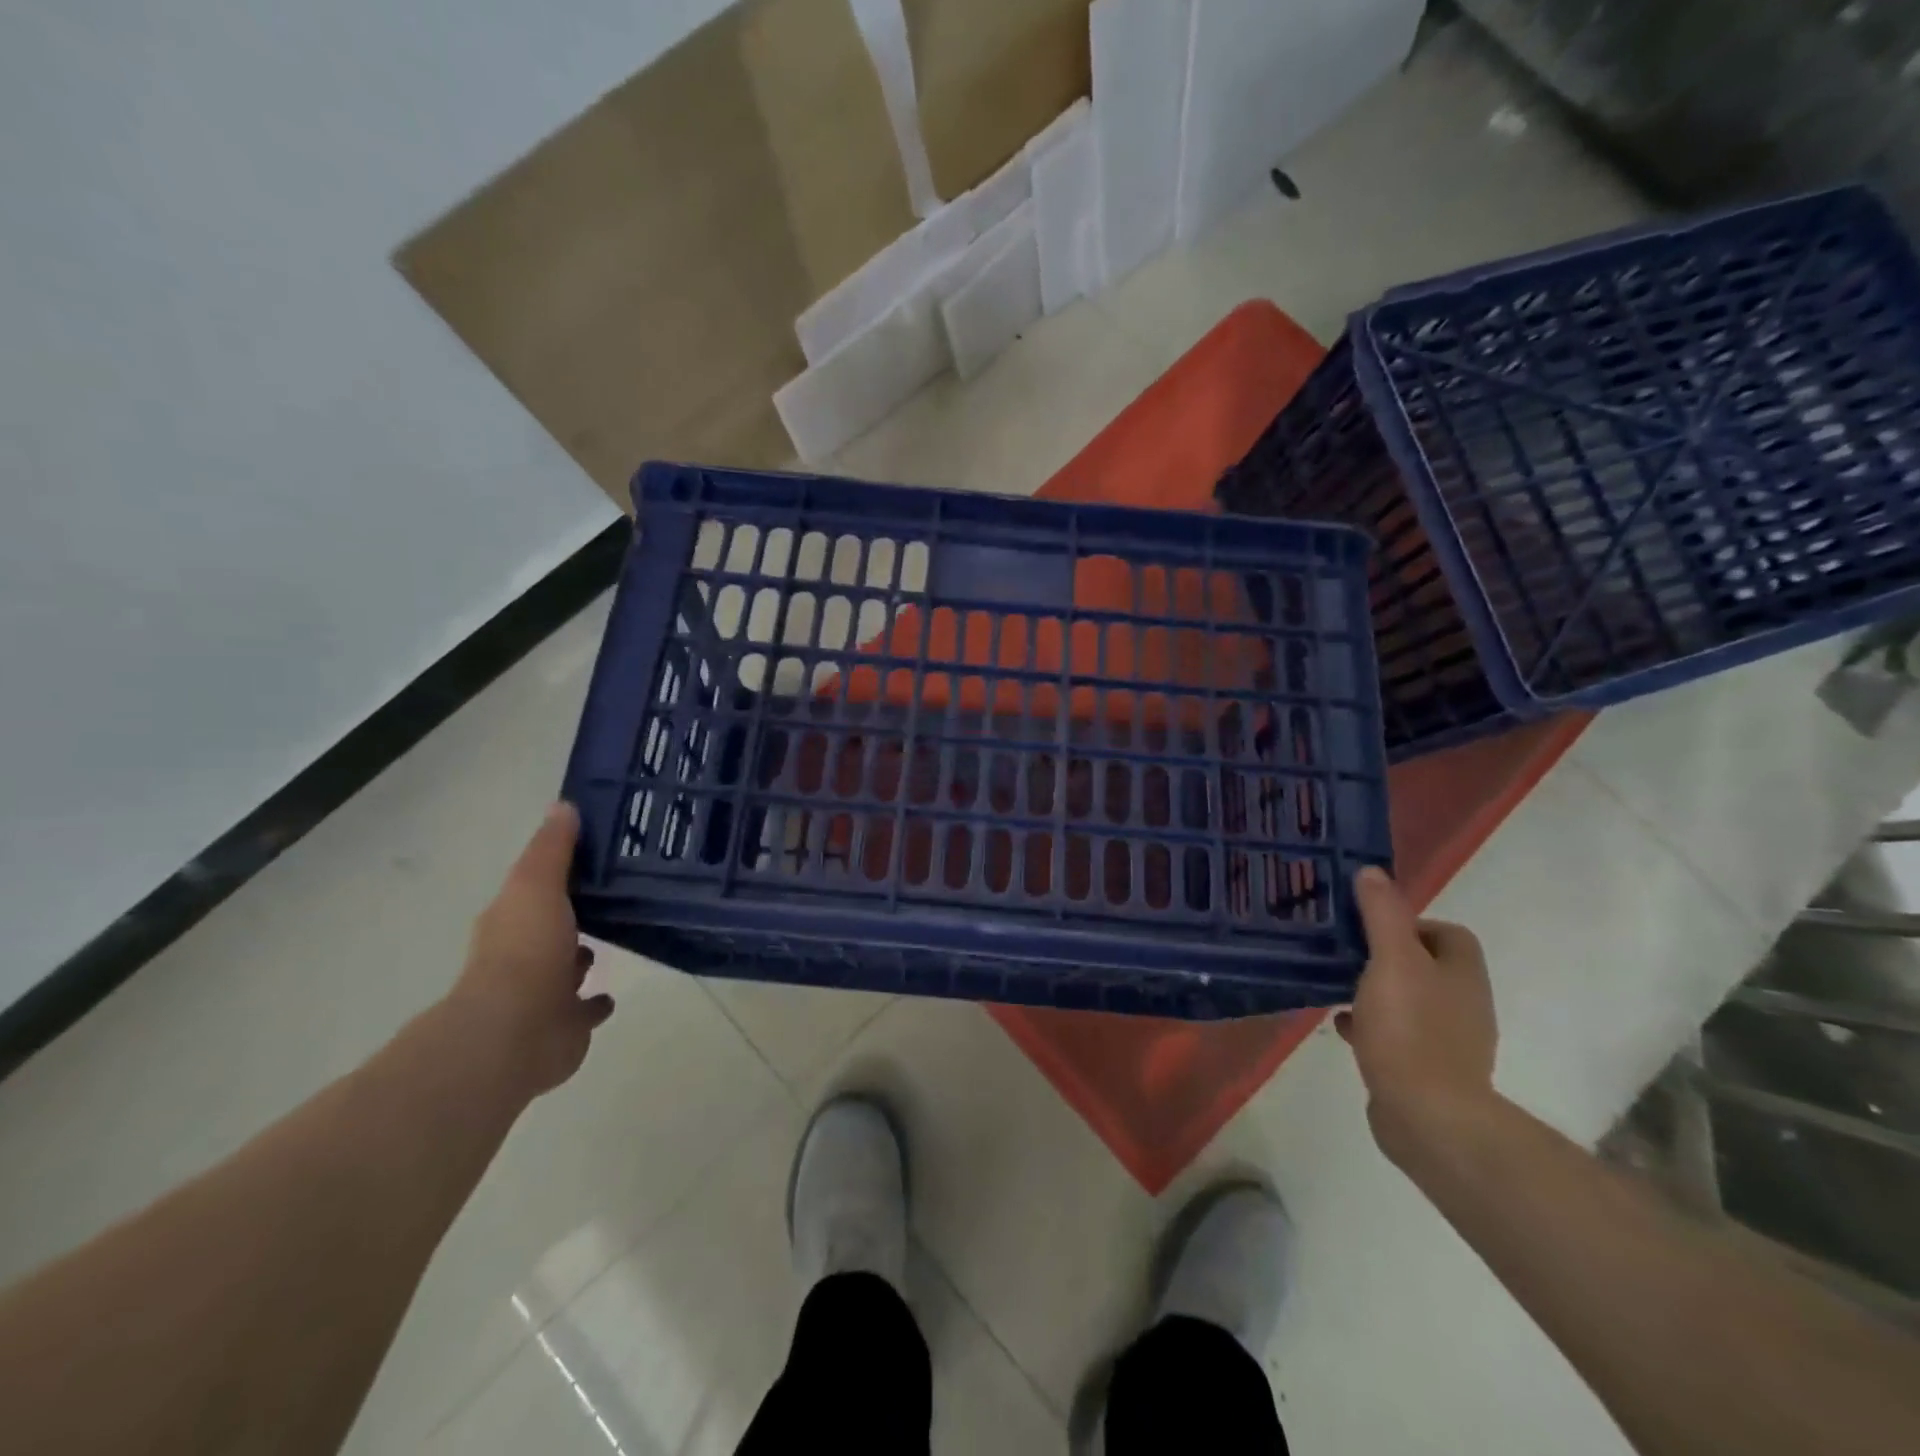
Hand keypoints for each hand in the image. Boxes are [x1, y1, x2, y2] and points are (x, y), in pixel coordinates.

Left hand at [444, 802, 612, 1099]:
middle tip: (612, 895)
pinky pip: (584, 1010)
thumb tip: (563, 805)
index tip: (595, 855)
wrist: (514, 1032)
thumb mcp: (536, 885)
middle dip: (572, 916)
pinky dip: (595, 1003)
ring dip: (581, 958)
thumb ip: (552, 849)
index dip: (559, 873)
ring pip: (566, 968)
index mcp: (511, 921)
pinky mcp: (563, 1027)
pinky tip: (611, 994)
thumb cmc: (526, 950)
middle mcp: (522, 956)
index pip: (535, 889)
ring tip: (616, 937)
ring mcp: (542, 995)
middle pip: (550, 928)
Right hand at [1337, 867, 1497, 1161]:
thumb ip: (1382, 914)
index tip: (1370, 926)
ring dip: (1376, 990)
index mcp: (1463, 974)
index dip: (1411, 923)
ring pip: (1409, 1000)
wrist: (1428, 1117)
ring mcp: (1449, 1041)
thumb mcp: (1391, 960)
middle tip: (1345, 951)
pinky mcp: (1428, 1072)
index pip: (1448, 934)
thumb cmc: (1410, 1029)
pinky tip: (1342, 1026)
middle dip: (1386, 956)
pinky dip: (1371, 1025)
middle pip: (1426, 966)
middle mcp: (1464, 1004)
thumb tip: (1372, 872)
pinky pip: (1397, 1035)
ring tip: (1337, 986)